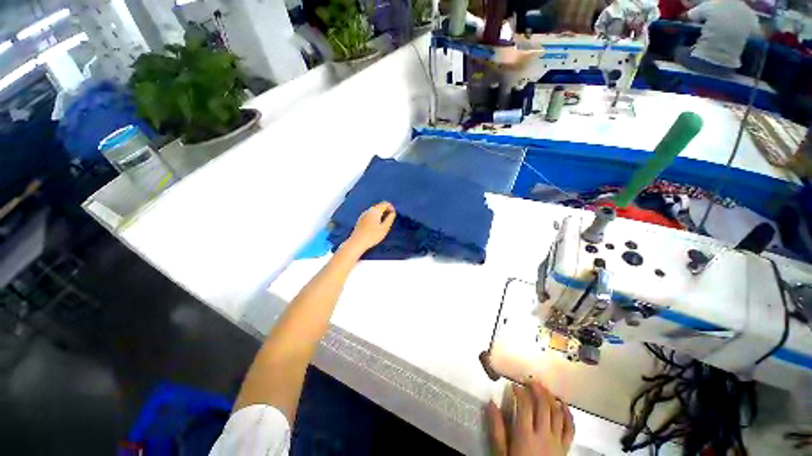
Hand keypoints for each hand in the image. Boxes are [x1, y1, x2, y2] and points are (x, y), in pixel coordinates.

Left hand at [345, 202, 395, 253]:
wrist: (357, 242)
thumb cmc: (372, 236)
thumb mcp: (384, 228)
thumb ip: (390, 219)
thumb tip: (393, 213)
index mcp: (375, 211)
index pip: (385, 203)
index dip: (391, 207)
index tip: (393, 215)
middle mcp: (368, 210)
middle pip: (379, 206)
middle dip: (386, 210)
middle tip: (390, 219)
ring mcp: (363, 214)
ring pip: (374, 210)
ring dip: (380, 214)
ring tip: (383, 223)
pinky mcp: (360, 219)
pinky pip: (370, 214)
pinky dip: (375, 217)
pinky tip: (375, 225)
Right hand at [487, 382, 574, 455]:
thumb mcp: (501, 452)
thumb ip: (497, 428)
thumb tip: (491, 403)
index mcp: (525, 435)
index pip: (524, 406)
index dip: (520, 392)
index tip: (514, 385)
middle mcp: (543, 435)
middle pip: (543, 406)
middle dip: (537, 390)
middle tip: (531, 380)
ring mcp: (556, 441)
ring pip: (557, 413)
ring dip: (551, 398)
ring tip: (545, 388)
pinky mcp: (565, 447)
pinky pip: (570, 428)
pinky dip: (568, 415)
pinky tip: (563, 405)